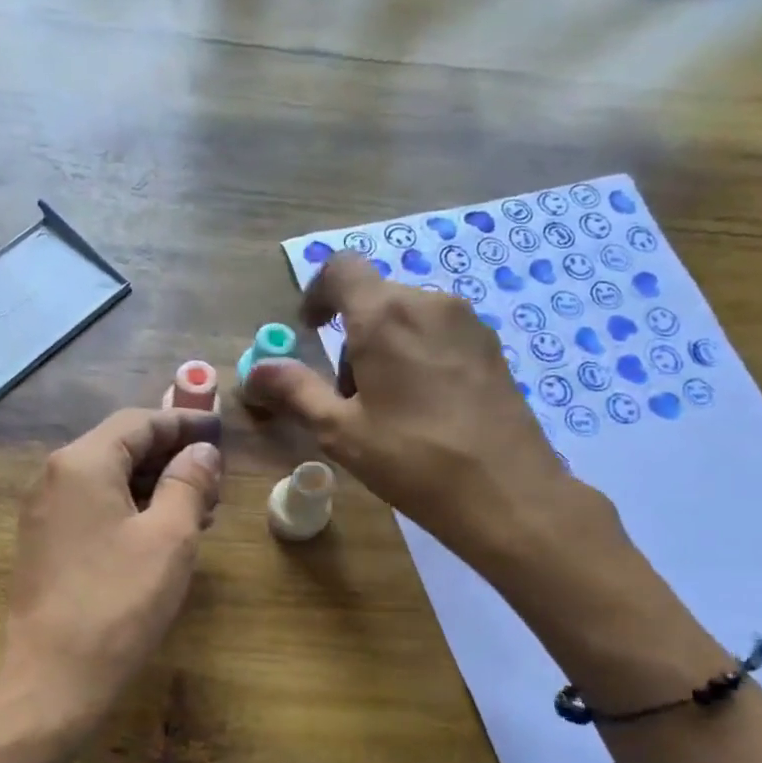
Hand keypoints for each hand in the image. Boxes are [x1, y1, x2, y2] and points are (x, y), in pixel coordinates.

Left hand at [0, 407, 222, 731]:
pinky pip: (95, 508)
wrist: (53, 677)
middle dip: (171, 457)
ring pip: (109, 480)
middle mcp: (55, 477)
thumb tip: (202, 451)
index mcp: (82, 463)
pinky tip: (162, 534)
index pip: (138, 422)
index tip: (220, 431)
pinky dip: (132, 509)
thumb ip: (189, 483)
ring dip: (154, 486)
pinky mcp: (46, 544)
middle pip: (120, 447)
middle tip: (216, 480)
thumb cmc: (118, 602)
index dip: (183, 422)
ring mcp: (45, 512)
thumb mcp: (169, 538)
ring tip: (200, 510)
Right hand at [245, 252, 614, 572]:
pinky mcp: (492, 348)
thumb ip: (296, 391)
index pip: (341, 269)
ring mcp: (468, 323)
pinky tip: (425, 410)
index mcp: (385, 315)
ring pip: (409, 318)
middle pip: (375, 299)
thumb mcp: (340, 431)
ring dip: (385, 348)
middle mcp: (430, 302)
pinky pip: (440, 335)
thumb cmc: (412, 459)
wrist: (506, 492)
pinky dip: (418, 356)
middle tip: (347, 397)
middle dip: (350, 338)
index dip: (316, 293)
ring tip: (387, 409)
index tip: (309, 331)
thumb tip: (255, 371)